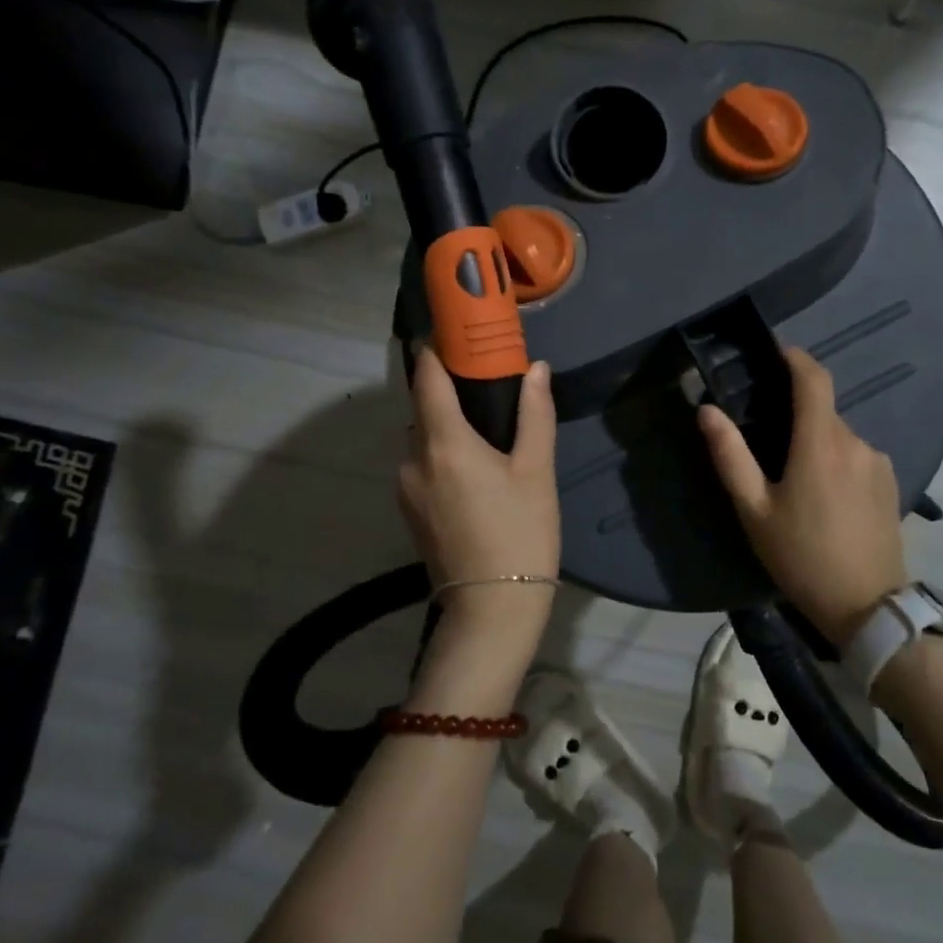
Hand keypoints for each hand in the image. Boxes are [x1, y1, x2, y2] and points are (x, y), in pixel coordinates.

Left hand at [399, 348, 559, 619]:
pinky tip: (471, 468)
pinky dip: (439, 452)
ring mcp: (405, 487)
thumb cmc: (520, 533)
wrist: (491, 609)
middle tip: (482, 379)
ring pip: (421, 438)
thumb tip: (536, 369)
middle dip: (446, 387)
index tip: (453, 333)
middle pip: (422, 407)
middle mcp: (413, 459)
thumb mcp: (536, 471)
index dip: (435, 351)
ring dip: (443, 424)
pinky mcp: (409, 511)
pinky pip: (421, 464)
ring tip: (482, 427)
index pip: (427, 378)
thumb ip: (535, 414)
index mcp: (444, 443)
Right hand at [698, 347, 908, 645]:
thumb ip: (730, 456)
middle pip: (823, 409)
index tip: (774, 353)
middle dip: (796, 412)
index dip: (795, 358)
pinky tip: (823, 496)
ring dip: (815, 440)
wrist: (868, 607)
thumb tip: (707, 410)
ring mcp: (877, 462)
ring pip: (839, 435)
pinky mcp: (890, 483)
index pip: (814, 378)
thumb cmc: (802, 557)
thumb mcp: (754, 510)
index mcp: (820, 443)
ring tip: (793, 478)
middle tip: (766, 438)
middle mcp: (855, 442)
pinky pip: (856, 455)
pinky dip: (835, 460)